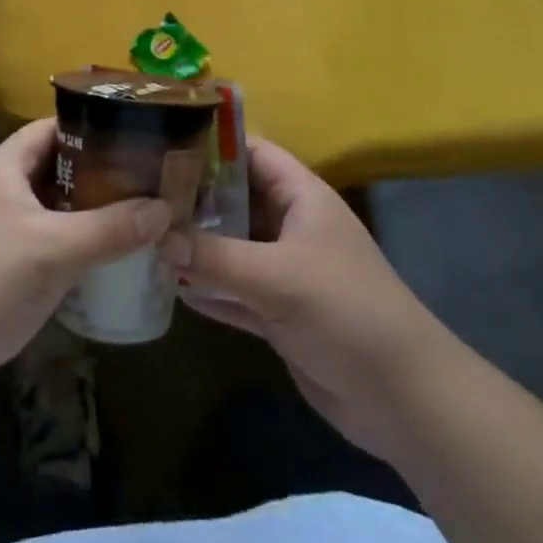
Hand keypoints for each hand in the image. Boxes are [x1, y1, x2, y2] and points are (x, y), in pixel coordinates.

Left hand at [0, 120, 171, 431]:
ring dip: (88, 217)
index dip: (94, 127)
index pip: (54, 128)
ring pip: (51, 213)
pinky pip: (43, 249)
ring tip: (139, 219)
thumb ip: (111, 229)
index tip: (137, 135)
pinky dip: (72, 251)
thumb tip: (166, 210)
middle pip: (56, 170)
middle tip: (149, 182)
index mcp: (2, 167)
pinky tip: (105, 264)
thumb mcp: (53, 250)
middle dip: (99, 177)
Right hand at [160, 138, 452, 466]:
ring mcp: (284, 271)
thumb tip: (158, 236)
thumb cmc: (346, 311)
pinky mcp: (279, 314)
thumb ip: (216, 257)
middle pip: (236, 200)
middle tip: (141, 195)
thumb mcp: (278, 278)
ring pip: (232, 248)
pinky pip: (235, 292)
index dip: (213, 146)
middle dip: (194, 200)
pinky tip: (169, 288)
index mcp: (302, 197)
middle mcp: (291, 226)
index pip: (253, 153)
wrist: (402, 397)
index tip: (163, 144)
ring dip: (196, 247)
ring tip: (144, 237)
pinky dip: (208, 290)